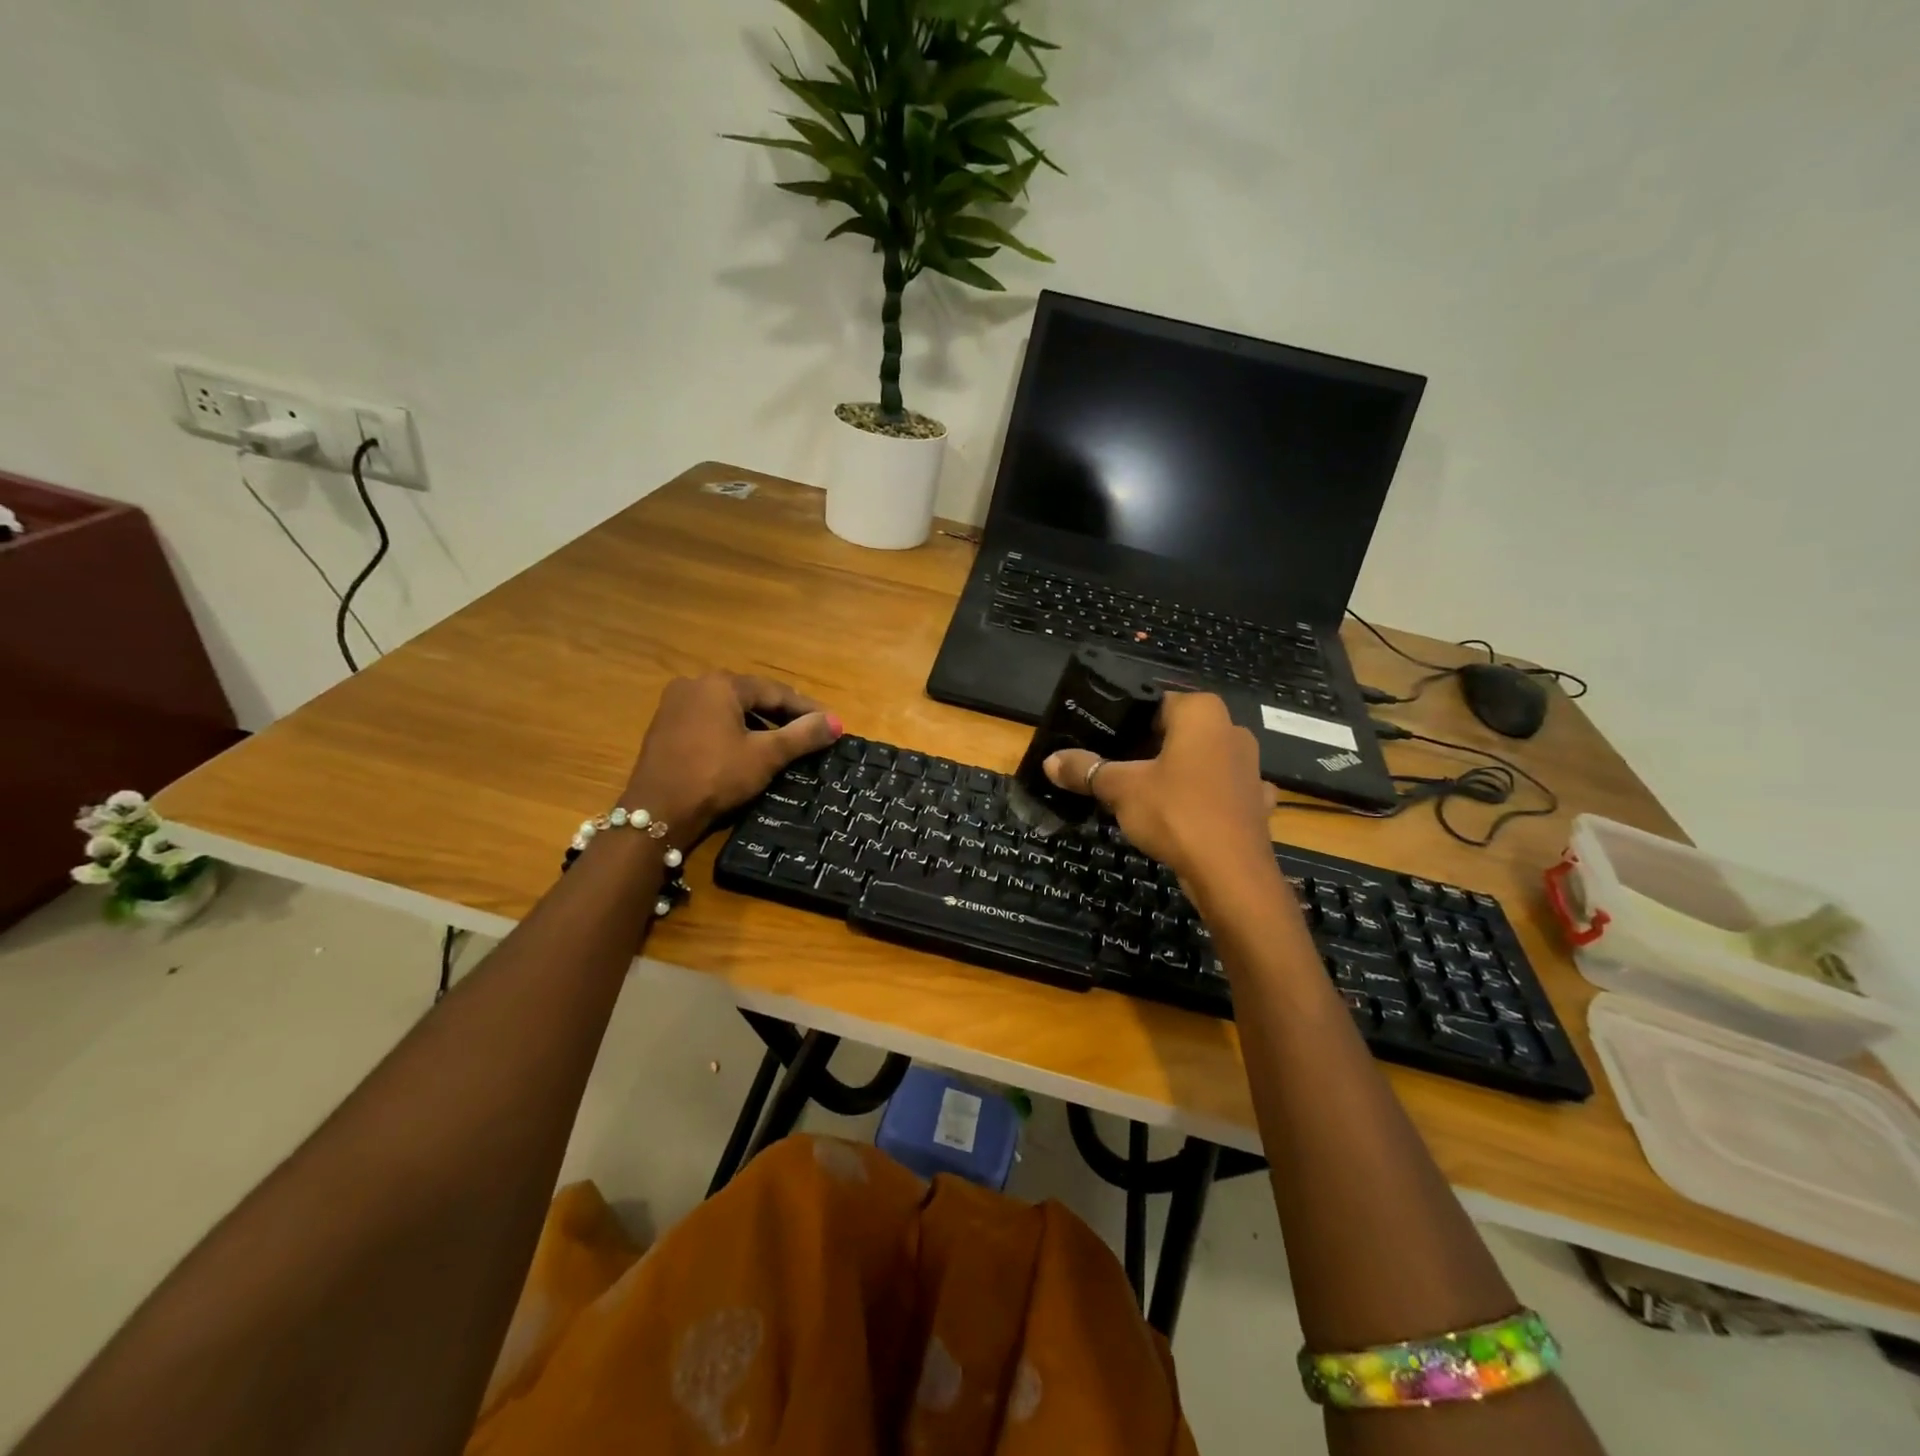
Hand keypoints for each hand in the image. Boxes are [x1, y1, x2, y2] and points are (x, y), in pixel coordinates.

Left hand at [624, 673, 841, 845]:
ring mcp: (675, 705)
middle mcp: (695, 685)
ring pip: (729, 709)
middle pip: (750, 696)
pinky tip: (746, 750)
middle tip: (810, 731)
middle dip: (782, 714)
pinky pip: (709, 721)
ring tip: (783, 743)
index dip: (805, 708)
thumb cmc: (716, 776)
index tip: (830, 723)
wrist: (657, 812)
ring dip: (757, 724)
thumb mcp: (765, 756)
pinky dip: (733, 731)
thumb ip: (802, 735)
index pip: (775, 691)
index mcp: (721, 684)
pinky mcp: (664, 727)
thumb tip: (836, 722)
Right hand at [1044, 692, 1277, 896]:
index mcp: (1201, 713)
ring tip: (1142, 794)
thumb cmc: (1175, 813)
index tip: (1102, 740)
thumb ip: (1085, 770)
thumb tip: (1050, 761)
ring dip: (1176, 774)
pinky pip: (1220, 792)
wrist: (1232, 874)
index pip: (1155, 702)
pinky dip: (1201, 800)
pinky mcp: (1257, 802)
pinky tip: (1181, 816)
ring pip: (1201, 761)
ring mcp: (1250, 767)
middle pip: (1179, 732)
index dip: (1126, 721)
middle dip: (1148, 748)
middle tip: (1114, 767)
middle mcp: (1232, 730)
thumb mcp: (1120, 788)